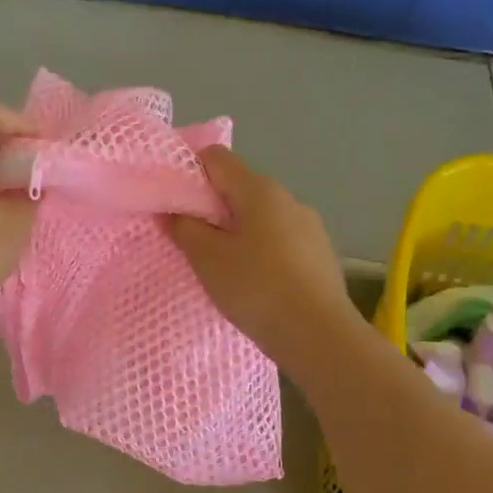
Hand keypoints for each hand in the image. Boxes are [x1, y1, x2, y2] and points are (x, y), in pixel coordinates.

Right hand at [167, 146, 357, 369]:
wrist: (319, 335)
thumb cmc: (256, 288)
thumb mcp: (207, 259)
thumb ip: (184, 228)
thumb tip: (172, 210)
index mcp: (259, 190)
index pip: (216, 157)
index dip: (189, 171)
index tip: (173, 202)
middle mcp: (288, 198)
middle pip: (239, 187)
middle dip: (211, 206)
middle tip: (190, 239)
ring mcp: (309, 226)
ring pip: (260, 216)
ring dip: (236, 230)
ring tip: (221, 266)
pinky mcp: (320, 253)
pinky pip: (279, 239)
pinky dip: (260, 250)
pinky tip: (253, 281)